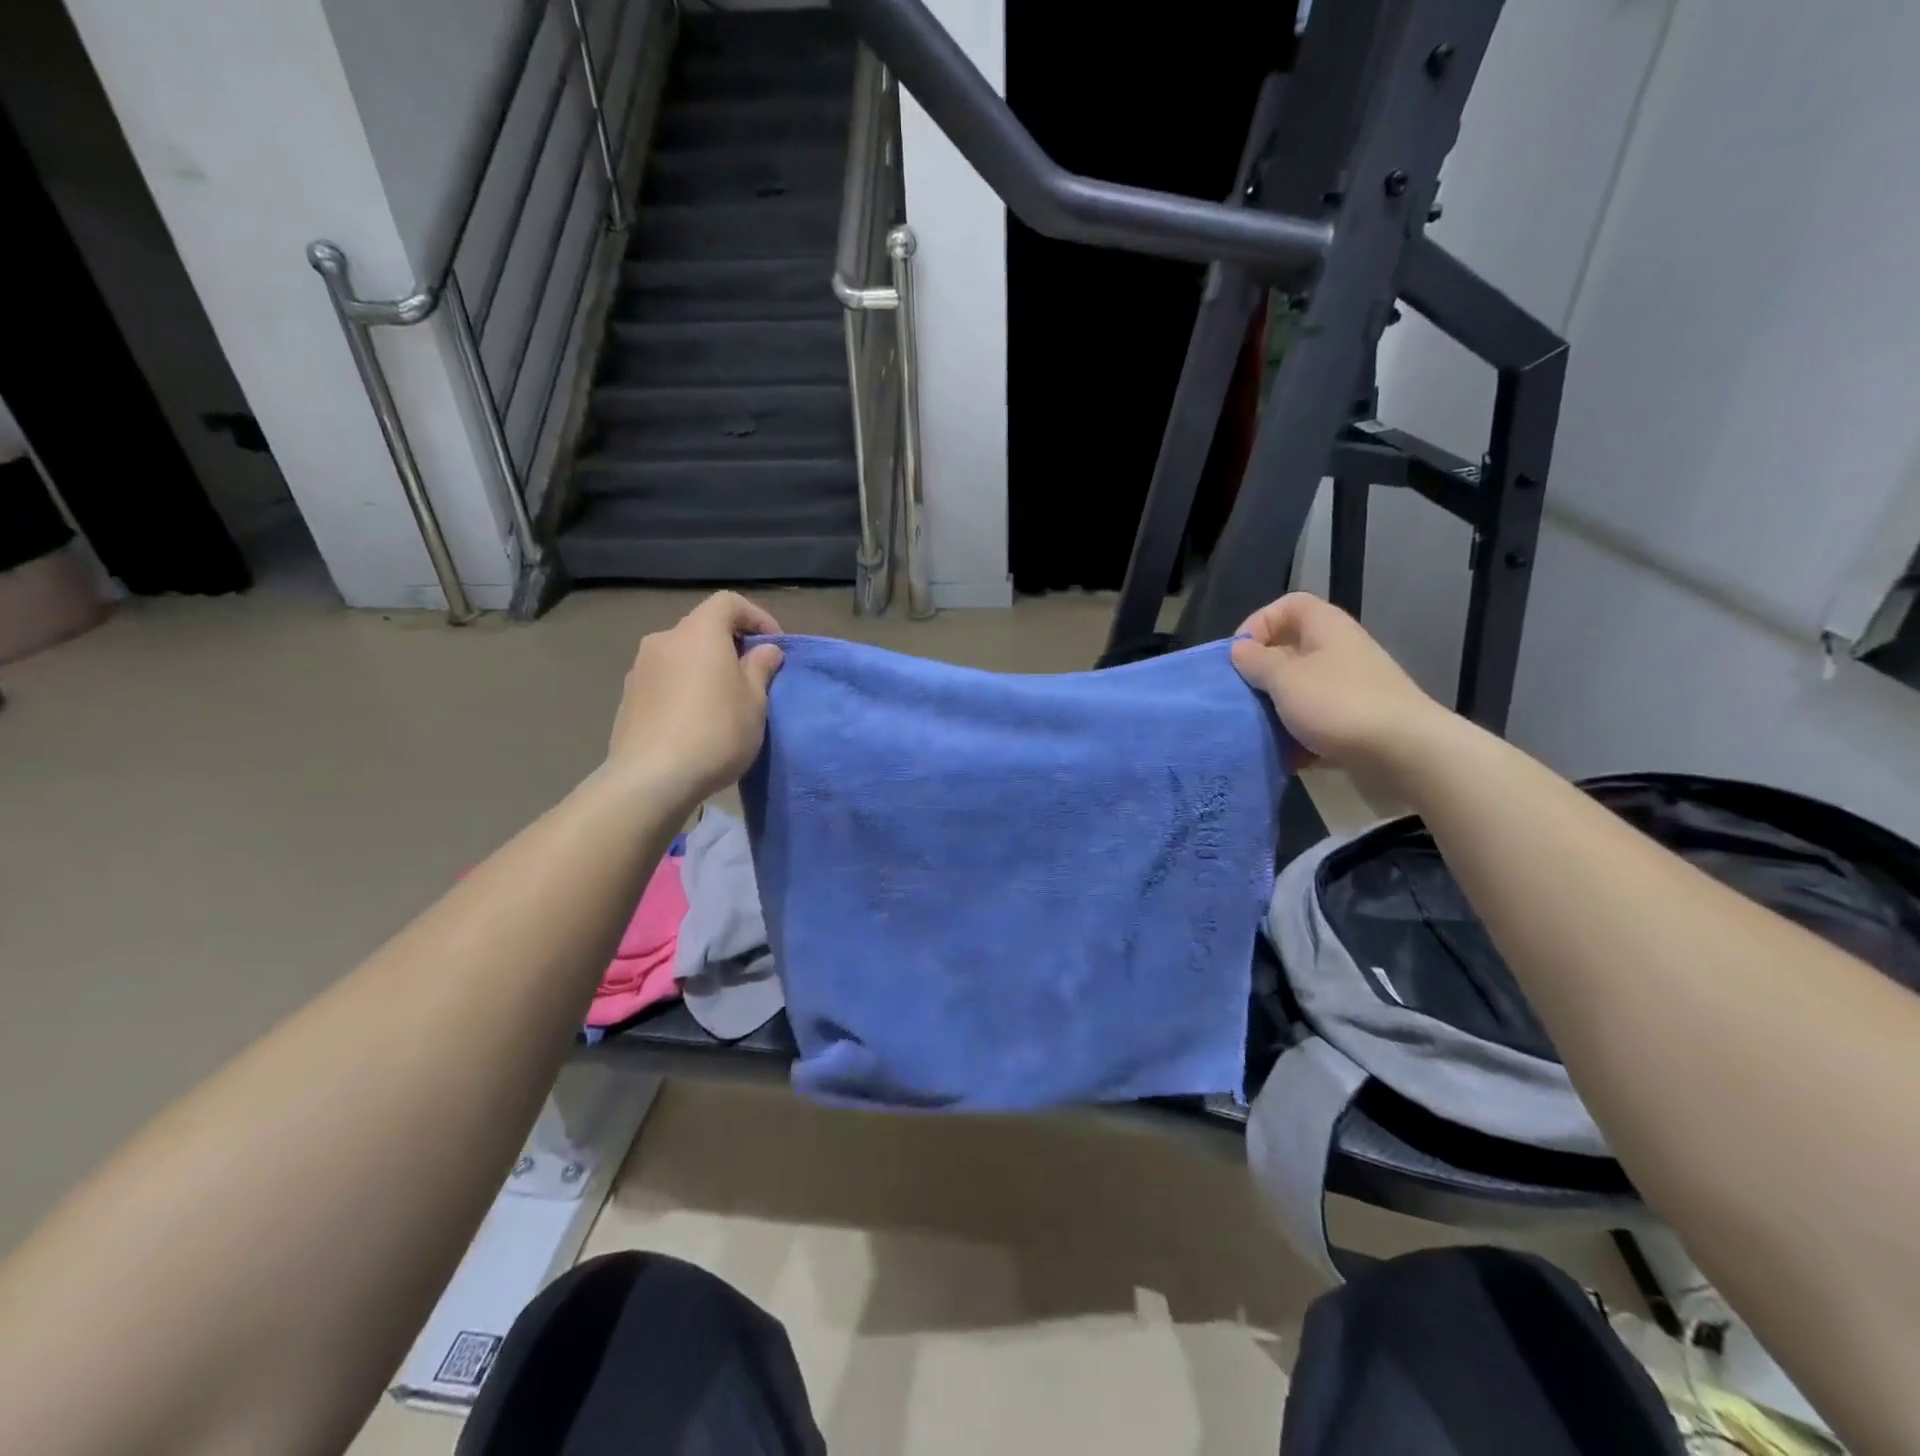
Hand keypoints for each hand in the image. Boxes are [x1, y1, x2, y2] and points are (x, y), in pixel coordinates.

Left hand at [606, 592, 784, 808]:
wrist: (651, 779)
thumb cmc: (716, 732)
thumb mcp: (754, 702)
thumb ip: (760, 668)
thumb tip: (765, 650)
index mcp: (698, 632)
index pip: (728, 602)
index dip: (756, 616)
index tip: (773, 646)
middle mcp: (664, 640)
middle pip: (702, 628)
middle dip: (731, 645)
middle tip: (752, 676)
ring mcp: (640, 668)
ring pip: (682, 655)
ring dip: (705, 667)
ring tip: (724, 701)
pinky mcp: (628, 697)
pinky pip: (665, 679)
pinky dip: (684, 686)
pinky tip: (695, 720)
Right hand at [1229, 593, 1456, 777]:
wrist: (1404, 751)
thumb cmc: (1338, 704)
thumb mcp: (1285, 679)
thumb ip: (1257, 661)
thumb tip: (1240, 648)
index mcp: (1326, 628)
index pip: (1288, 605)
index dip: (1259, 622)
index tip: (1240, 654)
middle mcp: (1340, 650)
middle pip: (1292, 649)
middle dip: (1263, 672)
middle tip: (1243, 694)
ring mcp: (1351, 685)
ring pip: (1302, 686)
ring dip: (1278, 706)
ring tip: (1260, 726)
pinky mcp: (1356, 718)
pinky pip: (1318, 717)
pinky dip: (1299, 732)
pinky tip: (1287, 752)